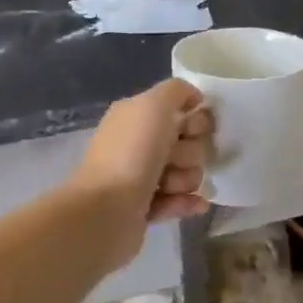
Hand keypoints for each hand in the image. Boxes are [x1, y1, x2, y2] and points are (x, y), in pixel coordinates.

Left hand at [68, 80, 212, 258]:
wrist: (106, 211)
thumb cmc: (132, 153)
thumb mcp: (154, 105)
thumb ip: (177, 91)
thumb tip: (195, 98)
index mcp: (137, 115)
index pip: (182, 110)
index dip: (195, 120)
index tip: (192, 130)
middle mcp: (139, 143)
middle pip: (189, 142)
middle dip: (191, 152)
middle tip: (174, 160)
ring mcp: (141, 177)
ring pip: (187, 172)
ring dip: (185, 178)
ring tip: (169, 186)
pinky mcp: (146, 208)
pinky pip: (179, 199)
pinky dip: (187, 201)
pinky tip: (196, 204)